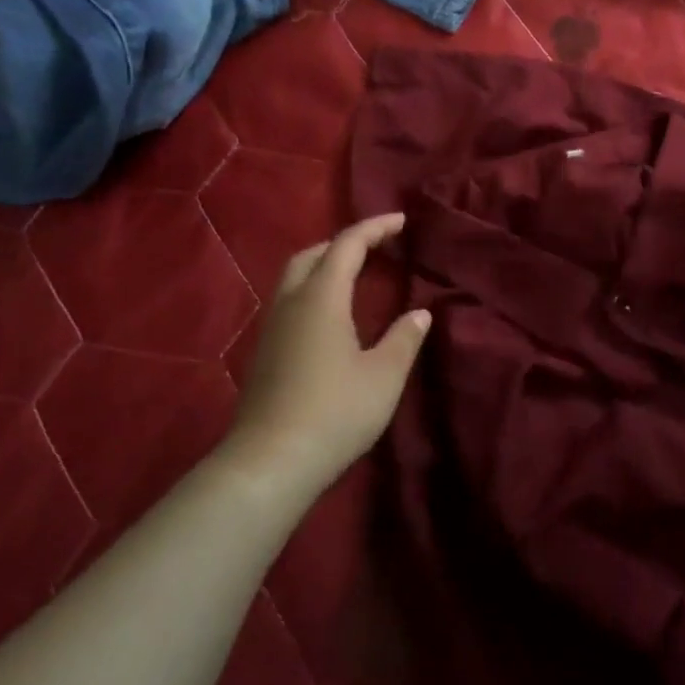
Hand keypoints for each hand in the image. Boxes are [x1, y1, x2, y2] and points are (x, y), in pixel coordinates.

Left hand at [225, 213, 430, 494]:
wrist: (270, 463)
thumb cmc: (334, 412)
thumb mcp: (383, 376)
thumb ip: (404, 339)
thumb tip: (420, 314)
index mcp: (321, 298)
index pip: (347, 245)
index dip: (374, 228)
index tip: (400, 221)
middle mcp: (291, 302)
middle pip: (313, 254)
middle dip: (344, 243)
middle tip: (376, 247)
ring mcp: (272, 327)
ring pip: (295, 278)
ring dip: (325, 266)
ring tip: (356, 276)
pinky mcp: (264, 352)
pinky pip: (290, 302)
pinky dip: (313, 291)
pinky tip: (331, 317)